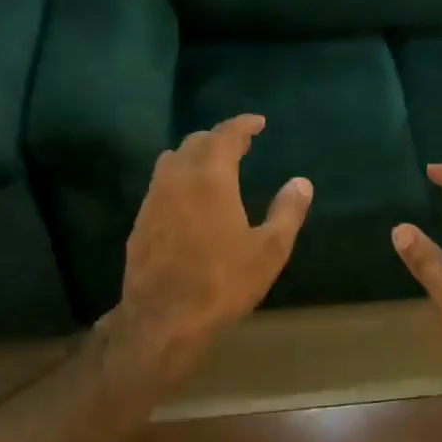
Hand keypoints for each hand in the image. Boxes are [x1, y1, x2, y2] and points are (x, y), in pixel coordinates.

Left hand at [114, 115, 311, 379]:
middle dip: (219, 138)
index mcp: (210, 177)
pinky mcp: (140, 222)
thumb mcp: (269, 250)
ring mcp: (153, 199)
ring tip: (213, 166)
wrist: (163, 319)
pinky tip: (189, 200)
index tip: (258, 122)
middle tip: (240, 145)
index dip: (243, 124)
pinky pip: (160, 185)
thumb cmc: (222, 282)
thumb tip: (301, 182)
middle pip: (195, 142)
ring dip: (194, 155)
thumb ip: (287, 211)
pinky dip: (178, 178)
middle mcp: (177, 178)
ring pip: (172, 160)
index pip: (226, 135)